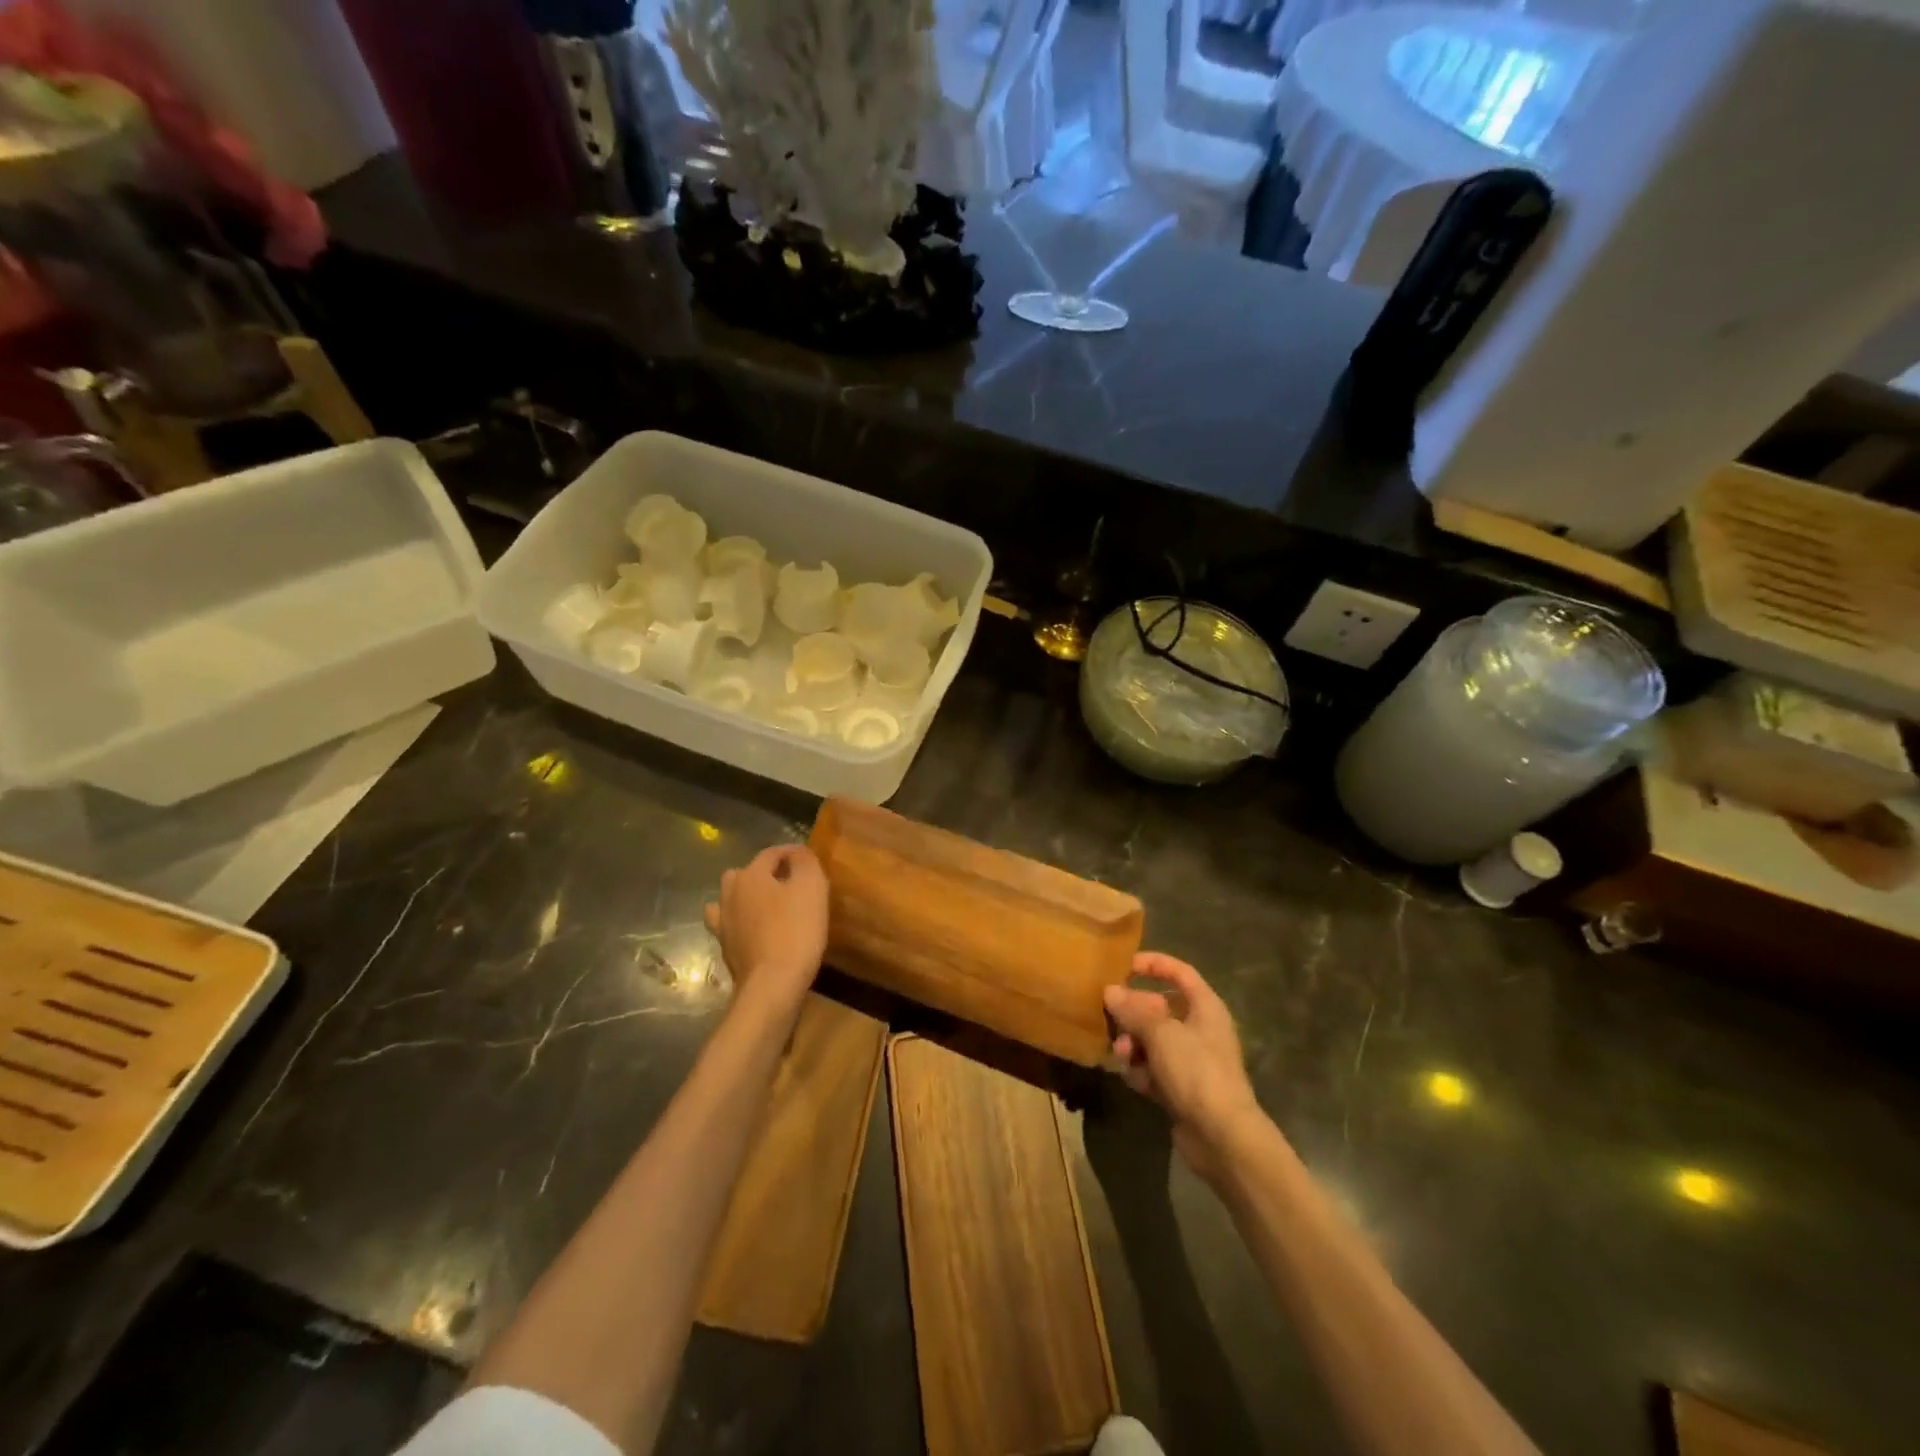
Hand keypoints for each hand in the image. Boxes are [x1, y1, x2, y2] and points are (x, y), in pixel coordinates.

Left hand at [704, 845, 827, 1019]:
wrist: (773, 983)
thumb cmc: (796, 930)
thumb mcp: (812, 887)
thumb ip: (804, 861)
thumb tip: (798, 852)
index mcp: (750, 875)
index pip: (771, 853)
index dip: (792, 852)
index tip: (809, 859)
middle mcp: (730, 893)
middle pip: (746, 873)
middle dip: (765, 873)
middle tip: (790, 883)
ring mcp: (723, 922)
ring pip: (731, 898)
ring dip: (747, 896)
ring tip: (768, 905)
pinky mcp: (725, 947)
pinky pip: (730, 925)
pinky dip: (741, 922)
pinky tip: (753, 929)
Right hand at [1104, 952, 1263, 1183]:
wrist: (1222, 1137)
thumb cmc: (1197, 1072)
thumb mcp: (1161, 1033)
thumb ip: (1133, 1010)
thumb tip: (1109, 991)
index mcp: (1205, 1007)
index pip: (1180, 972)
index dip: (1153, 964)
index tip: (1122, 965)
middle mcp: (1200, 1029)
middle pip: (1159, 1008)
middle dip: (1133, 1013)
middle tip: (1110, 1017)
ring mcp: (1191, 1060)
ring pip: (1152, 1040)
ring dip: (1132, 1044)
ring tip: (1121, 1055)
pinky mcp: (1181, 1088)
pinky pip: (1153, 1068)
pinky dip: (1141, 1071)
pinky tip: (1134, 1080)